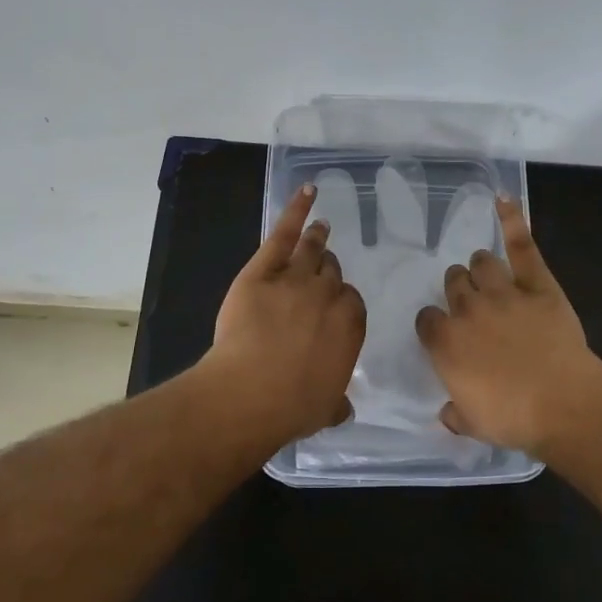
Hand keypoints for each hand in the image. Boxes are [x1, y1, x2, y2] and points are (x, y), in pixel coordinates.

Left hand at [206, 183, 365, 440]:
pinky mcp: (263, 270)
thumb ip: (336, 401)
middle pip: (331, 273)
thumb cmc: (291, 406)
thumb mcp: (324, 408)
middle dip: (327, 270)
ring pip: (312, 251)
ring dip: (317, 237)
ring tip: (320, 227)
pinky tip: (306, 193)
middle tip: (322, 269)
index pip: (351, 301)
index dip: (340, 301)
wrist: (250, 392)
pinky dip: (296, 210)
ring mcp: (295, 278)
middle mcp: (328, 296)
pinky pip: (283, 234)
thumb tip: (343, 407)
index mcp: (349, 326)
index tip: (333, 304)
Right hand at [415, 196, 601, 453]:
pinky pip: (522, 245)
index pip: (427, 320)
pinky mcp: (537, 284)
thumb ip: (455, 412)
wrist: (565, 405)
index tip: (445, 334)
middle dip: (458, 291)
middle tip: (473, 306)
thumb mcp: (473, 424)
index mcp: (446, 343)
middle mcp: (468, 310)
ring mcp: (503, 292)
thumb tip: (447, 411)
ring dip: (481, 269)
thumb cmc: (514, 419)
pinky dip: (512, 220)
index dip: (435, 325)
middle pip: (453, 284)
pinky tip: (503, 199)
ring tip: (488, 275)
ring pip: (481, 263)